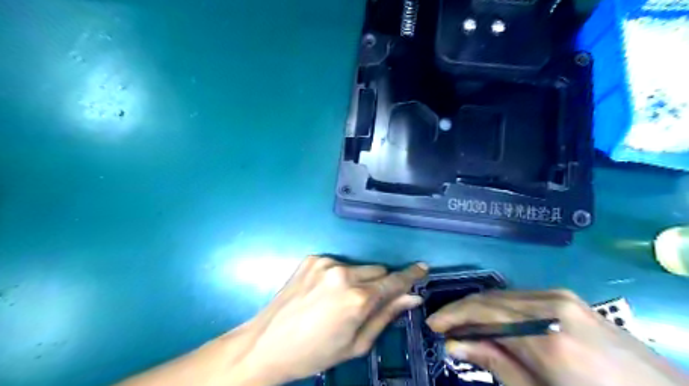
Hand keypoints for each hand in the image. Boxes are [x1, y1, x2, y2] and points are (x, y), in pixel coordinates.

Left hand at [240, 254, 428, 383]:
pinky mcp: (312, 258)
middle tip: (365, 303)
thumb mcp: (356, 343)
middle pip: (377, 270)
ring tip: (339, 300)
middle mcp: (343, 273)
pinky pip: (338, 264)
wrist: (267, 343)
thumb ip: (386, 316)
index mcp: (357, 298)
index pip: (393, 281)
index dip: (410, 275)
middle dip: (379, 284)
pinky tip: (323, 292)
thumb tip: (411, 297)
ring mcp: (325, 263)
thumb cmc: (315, 353)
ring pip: (358, 266)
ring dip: (358, 279)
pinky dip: (339, 275)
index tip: (423, 268)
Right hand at [426, 290, 688, 385]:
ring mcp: (562, 297)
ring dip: (480, 309)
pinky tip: (495, 322)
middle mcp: (551, 305)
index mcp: (546, 335)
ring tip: (465, 326)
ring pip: (504, 296)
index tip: (433, 324)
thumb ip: (497, 364)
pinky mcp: (568, 298)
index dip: (452, 316)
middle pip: (490, 299)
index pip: (483, 312)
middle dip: (463, 311)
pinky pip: (521, 298)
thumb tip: (454, 345)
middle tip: (444, 327)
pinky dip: (501, 308)